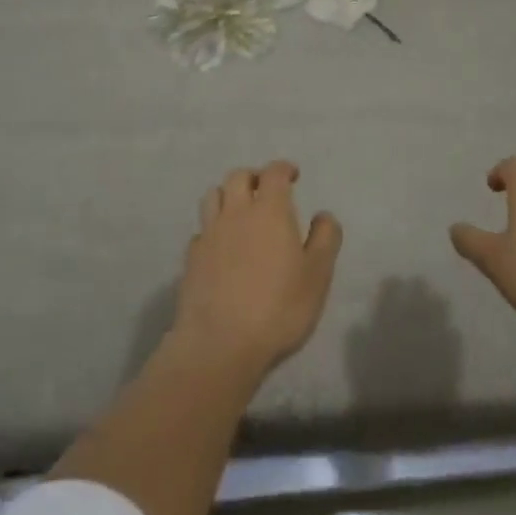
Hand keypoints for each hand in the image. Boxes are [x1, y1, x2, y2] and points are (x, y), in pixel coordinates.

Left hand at [173, 161, 342, 376]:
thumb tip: (323, 215)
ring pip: (213, 196)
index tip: (293, 175)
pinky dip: (213, 229)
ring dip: (228, 195)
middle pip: (238, 177)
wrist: (219, 345)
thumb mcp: (318, 275)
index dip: (284, 168)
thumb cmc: (278, 308)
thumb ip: (325, 239)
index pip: (274, 173)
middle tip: (266, 190)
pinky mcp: (190, 260)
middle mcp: (236, 213)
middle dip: (254, 177)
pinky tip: (221, 246)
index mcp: (269, 211)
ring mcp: (208, 235)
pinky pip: (201, 230)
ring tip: (240, 211)